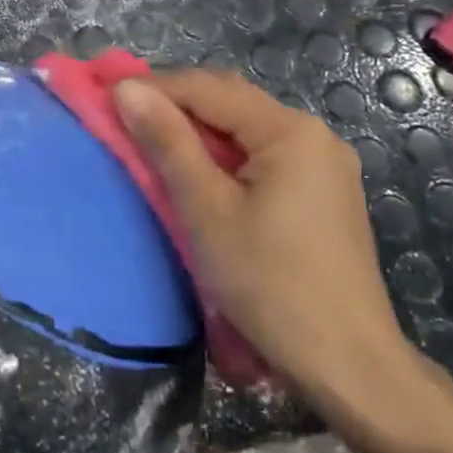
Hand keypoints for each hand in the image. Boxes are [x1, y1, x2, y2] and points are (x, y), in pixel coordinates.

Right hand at [113, 70, 423, 419]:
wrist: (347, 364)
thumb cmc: (269, 282)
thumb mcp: (206, 209)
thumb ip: (167, 142)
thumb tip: (127, 89)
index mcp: (290, 131)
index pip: (209, 88)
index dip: (154, 88)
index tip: (105, 96)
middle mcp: (314, 135)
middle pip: (231, 103)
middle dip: (175, 106)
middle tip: (123, 119)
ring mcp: (324, 165)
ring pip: (245, 130)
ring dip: (197, 132)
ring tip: (151, 145)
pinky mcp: (324, 194)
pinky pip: (263, 156)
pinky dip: (224, 157)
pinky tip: (199, 175)